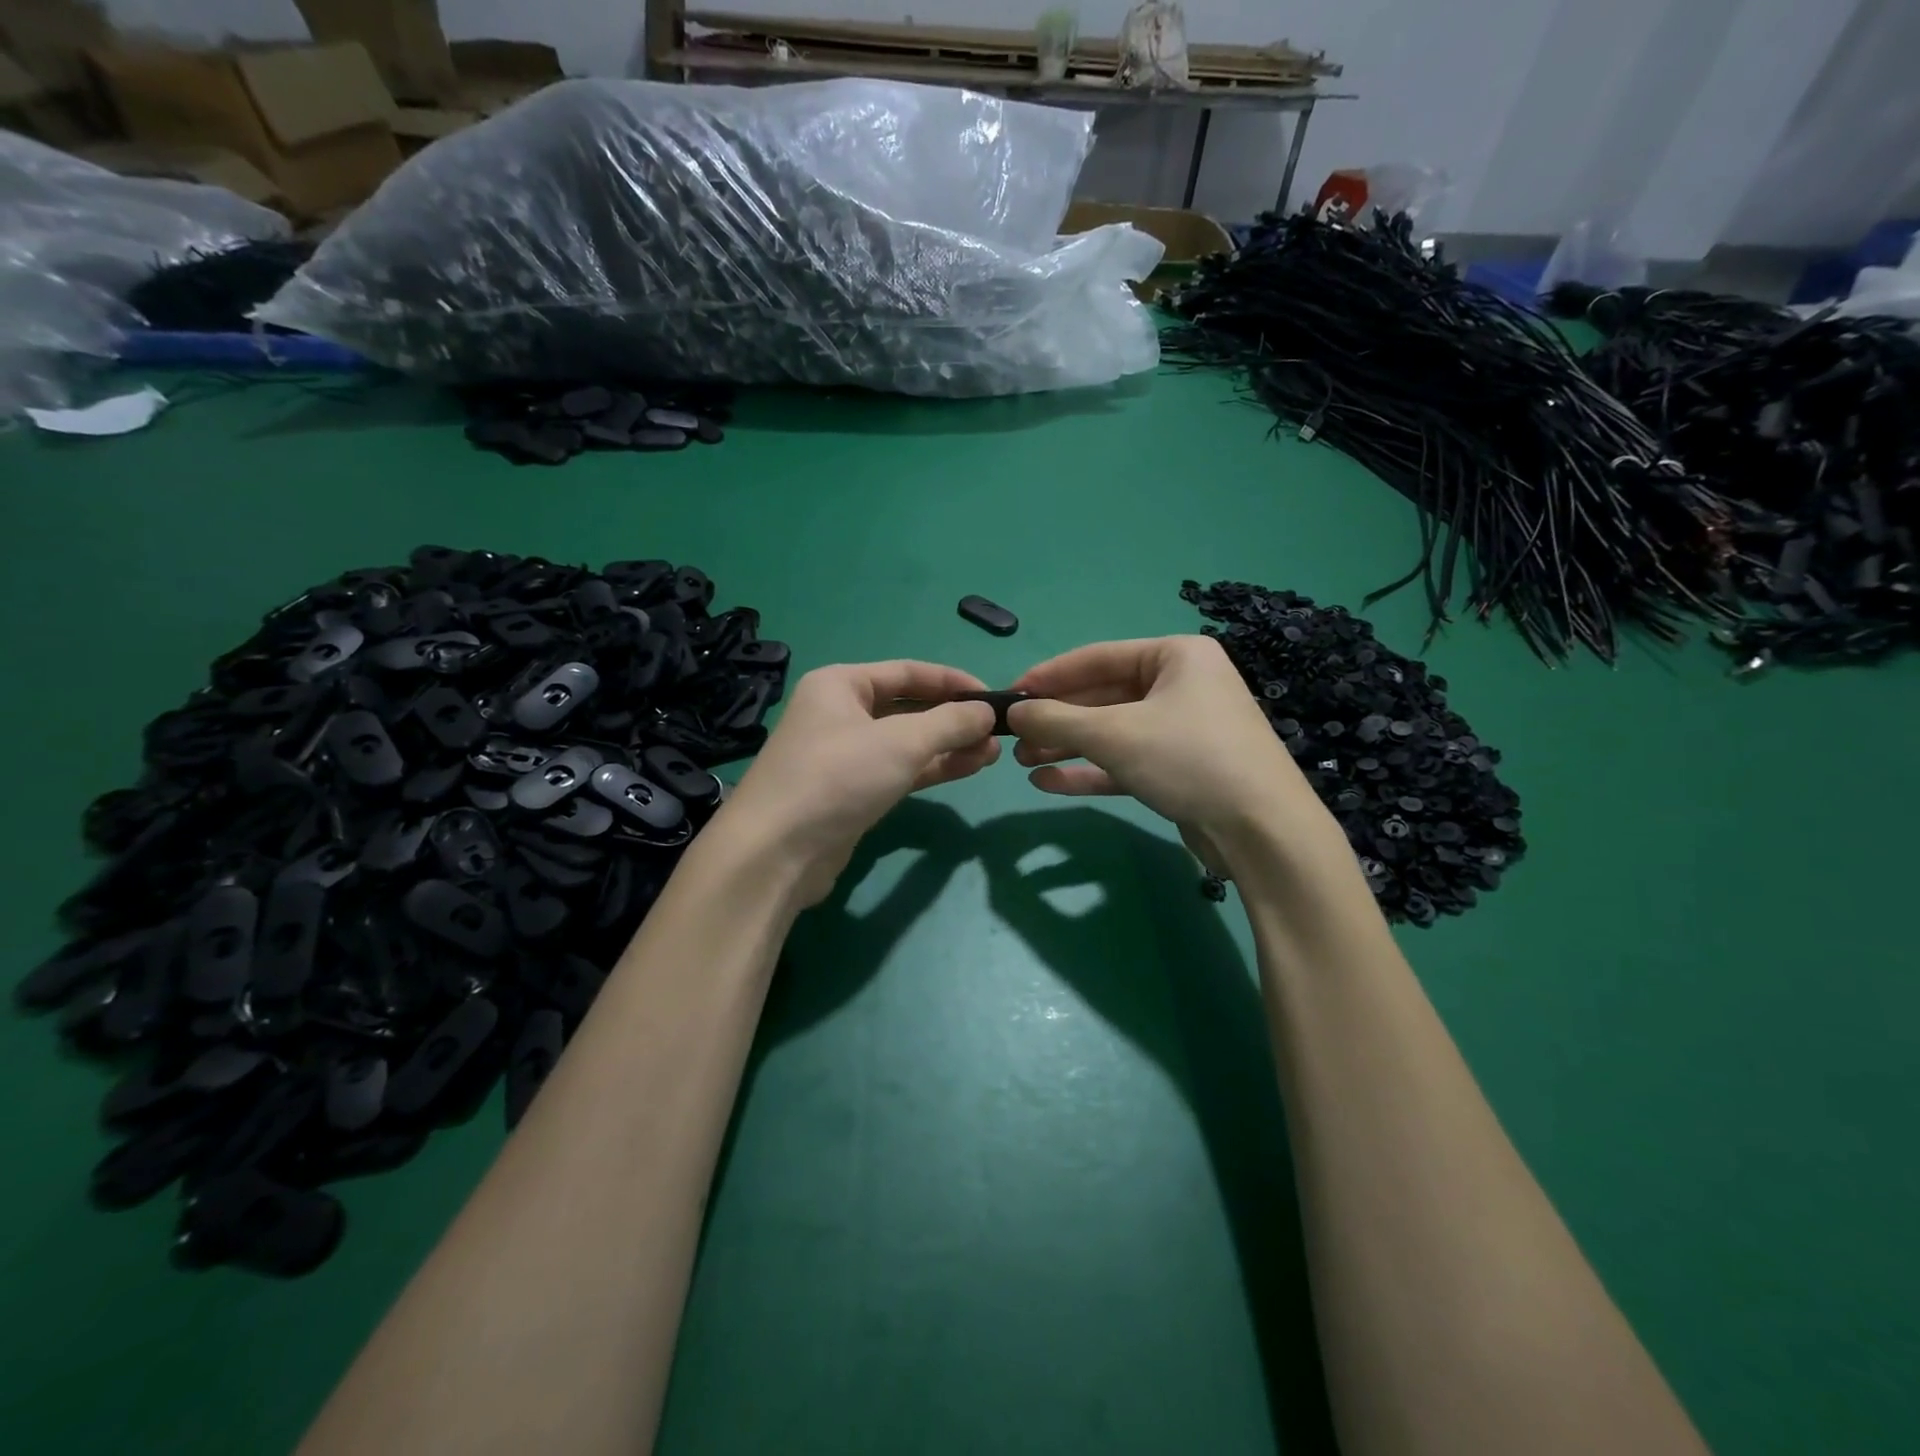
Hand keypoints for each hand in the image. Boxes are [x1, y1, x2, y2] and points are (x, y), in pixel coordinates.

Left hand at [715, 661, 999, 906]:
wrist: (777, 853)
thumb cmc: (837, 778)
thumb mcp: (900, 742)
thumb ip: (949, 722)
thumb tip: (986, 711)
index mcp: (841, 684)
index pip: (908, 672)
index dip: (952, 681)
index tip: (993, 697)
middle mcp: (840, 714)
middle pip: (908, 707)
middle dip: (953, 718)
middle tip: (998, 731)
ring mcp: (845, 756)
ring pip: (906, 742)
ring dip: (948, 745)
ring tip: (993, 752)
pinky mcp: (852, 792)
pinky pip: (900, 770)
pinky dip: (932, 768)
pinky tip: (968, 768)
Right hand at [1006, 636, 1337, 874]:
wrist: (1262, 832)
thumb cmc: (1188, 759)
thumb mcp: (1114, 735)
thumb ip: (1057, 720)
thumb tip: (1014, 711)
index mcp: (1176, 656)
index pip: (1097, 657)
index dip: (1049, 676)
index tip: (1010, 693)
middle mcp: (1182, 685)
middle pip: (1103, 696)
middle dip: (1057, 719)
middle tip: (1012, 736)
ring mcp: (1183, 729)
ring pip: (1112, 732)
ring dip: (1067, 746)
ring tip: (1021, 760)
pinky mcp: (1181, 769)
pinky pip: (1126, 761)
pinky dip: (1090, 770)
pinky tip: (1048, 782)